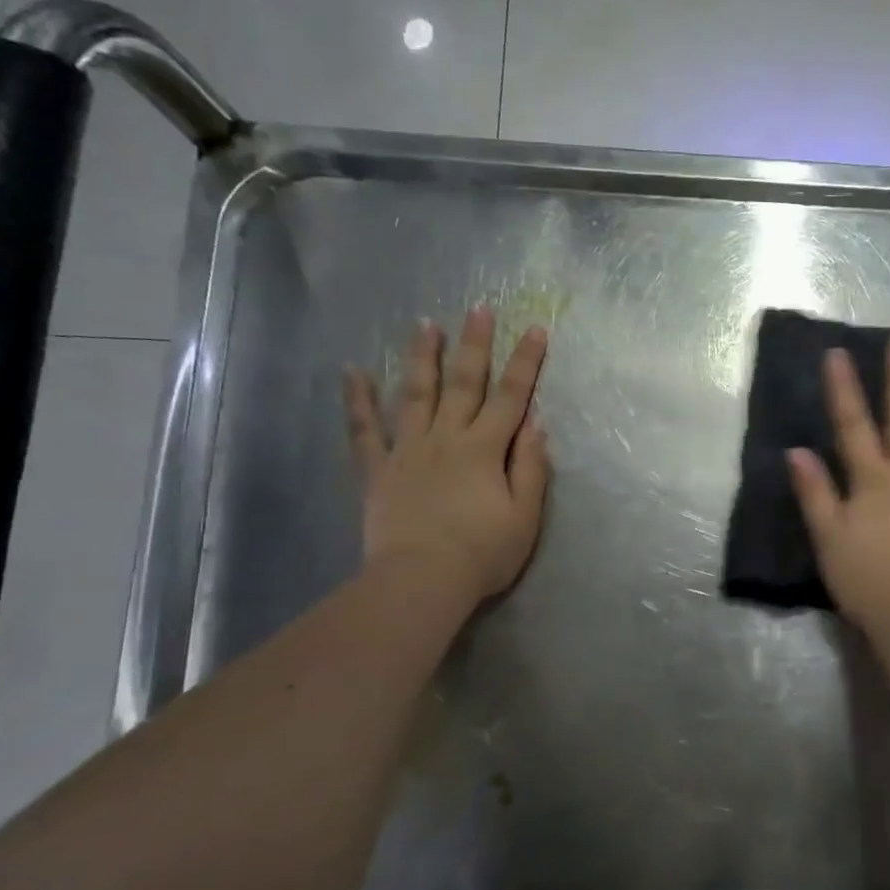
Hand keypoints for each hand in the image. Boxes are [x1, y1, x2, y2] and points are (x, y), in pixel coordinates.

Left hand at [343, 307, 550, 602]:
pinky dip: (358, 401)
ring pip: (416, 395)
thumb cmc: (483, 553)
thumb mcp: (525, 515)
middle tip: (479, 308)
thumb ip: (532, 467)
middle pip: (464, 383)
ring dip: (423, 358)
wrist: (421, 581)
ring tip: (425, 324)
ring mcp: (408, 451)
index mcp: (486, 449)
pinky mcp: (378, 471)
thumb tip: (536, 424)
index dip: (526, 362)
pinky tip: (353, 372)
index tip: (535, 329)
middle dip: (475, 344)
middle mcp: (447, 438)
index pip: (511, 397)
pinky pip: (364, 430)